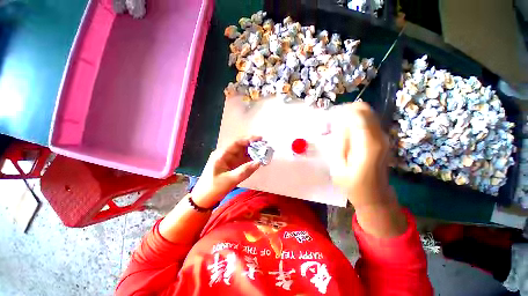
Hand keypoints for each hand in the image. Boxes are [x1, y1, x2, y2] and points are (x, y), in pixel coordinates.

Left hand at [191, 136, 261, 207]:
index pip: (236, 143)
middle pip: (240, 146)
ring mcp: (229, 160)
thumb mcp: (229, 180)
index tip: (260, 139)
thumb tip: (258, 162)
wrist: (204, 199)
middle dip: (252, 144)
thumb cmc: (213, 188)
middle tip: (265, 144)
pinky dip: (250, 159)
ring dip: (253, 151)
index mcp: (221, 154)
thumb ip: (244, 171)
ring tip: (264, 151)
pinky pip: (243, 159)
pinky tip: (258, 159)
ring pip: (243, 152)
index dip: (248, 139)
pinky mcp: (232, 166)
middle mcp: (225, 154)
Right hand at [329, 102, 391, 208]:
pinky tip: (345, 133)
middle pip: (364, 109)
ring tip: (336, 128)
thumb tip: (339, 124)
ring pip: (367, 113)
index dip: (341, 112)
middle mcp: (379, 136)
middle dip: (346, 111)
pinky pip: (367, 121)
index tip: (329, 120)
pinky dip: (355, 121)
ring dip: (350, 116)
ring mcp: (382, 136)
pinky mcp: (381, 139)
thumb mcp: (338, 166)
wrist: (374, 195)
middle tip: (332, 123)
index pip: (358, 114)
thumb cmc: (352, 184)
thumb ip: (340, 142)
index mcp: (368, 144)